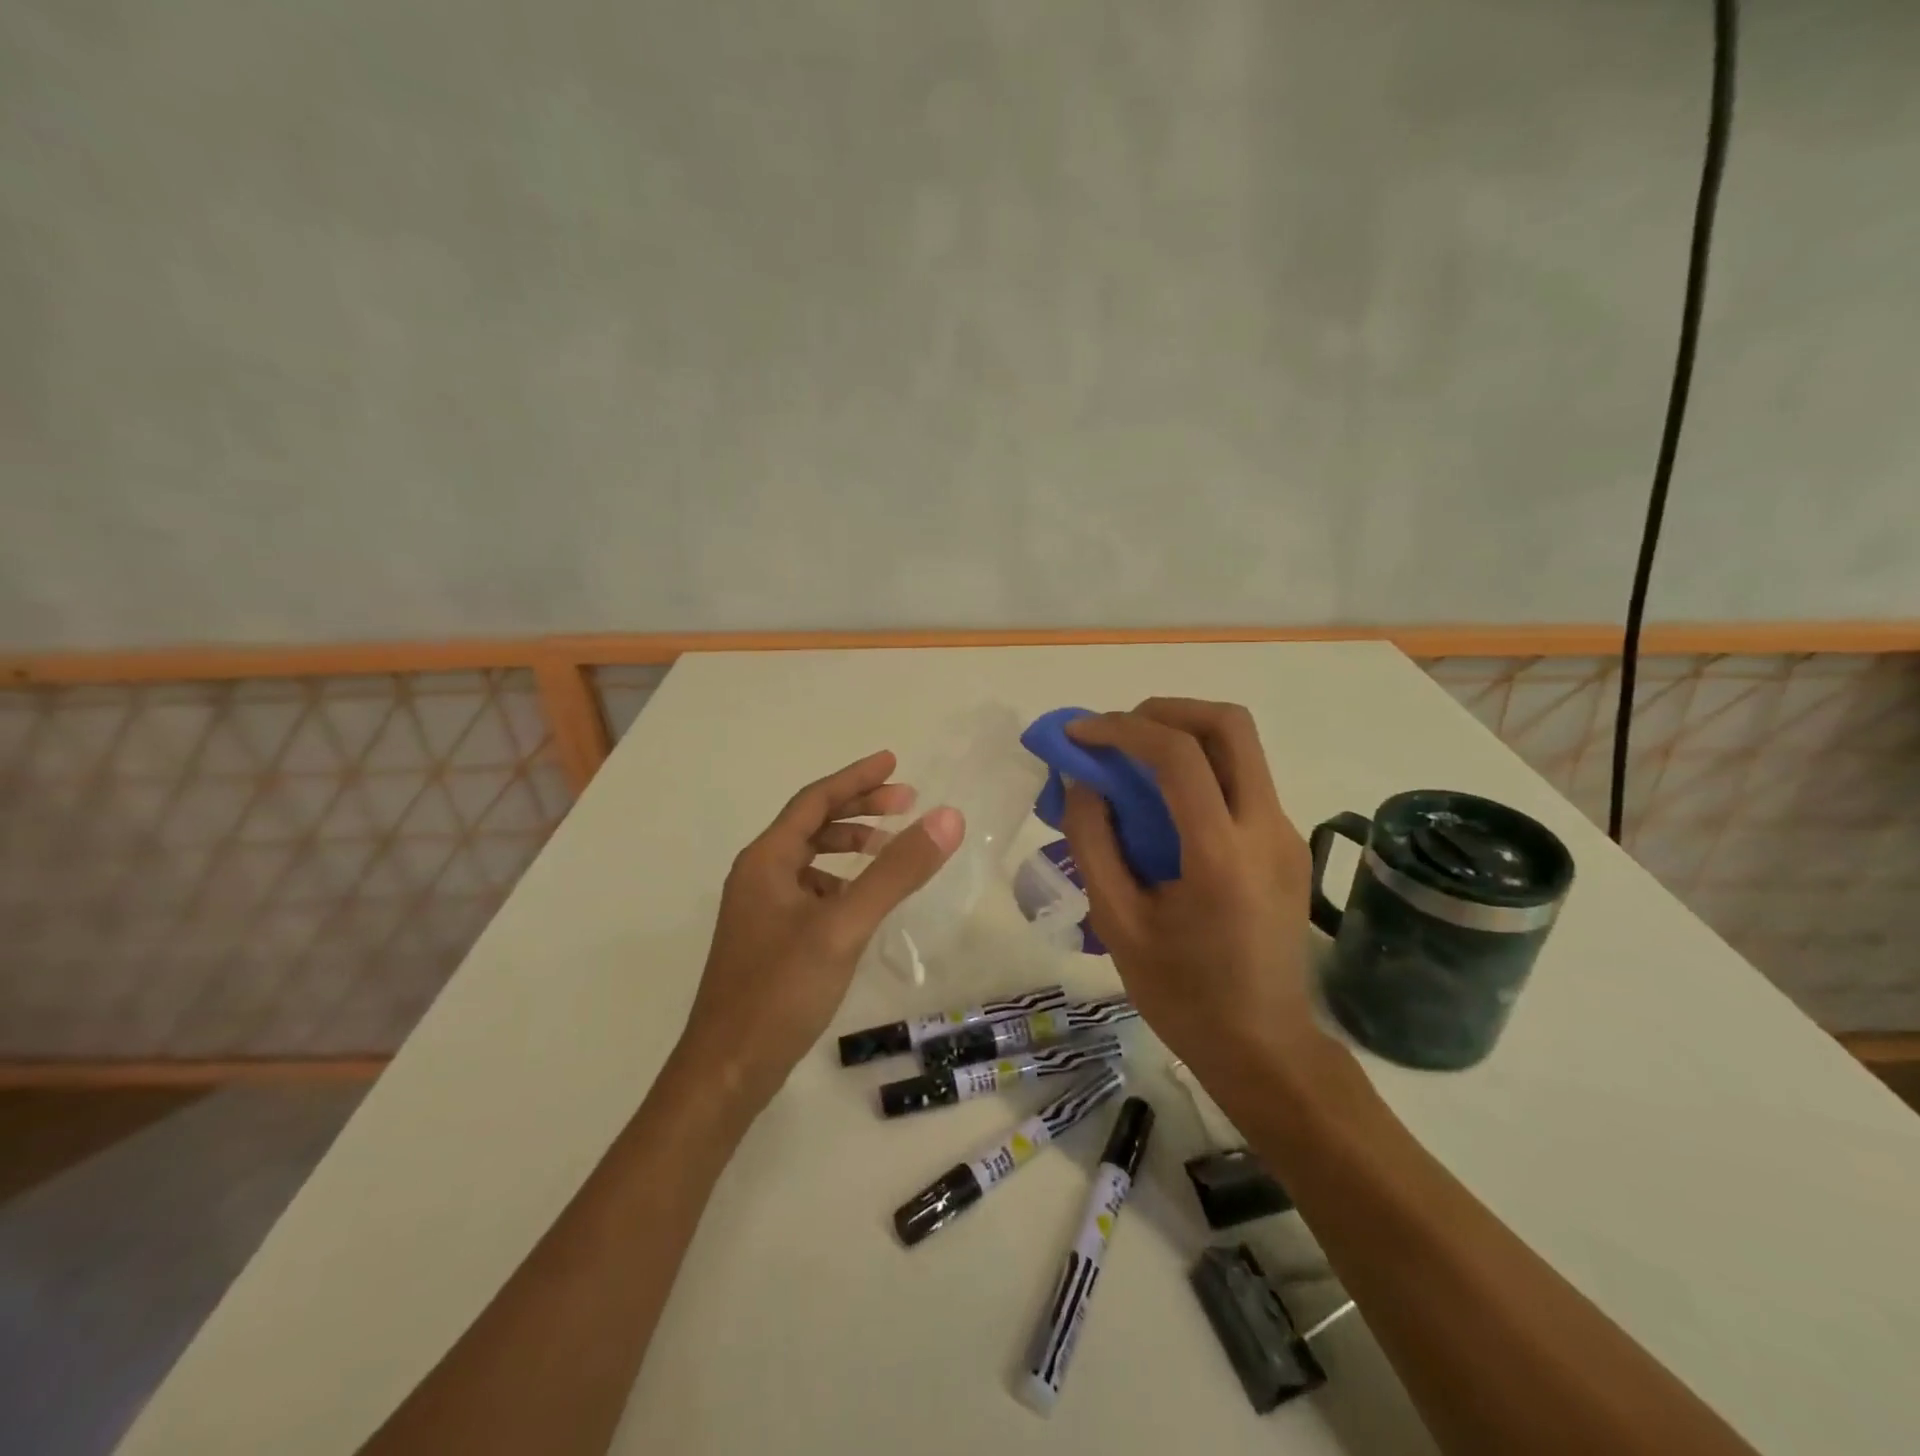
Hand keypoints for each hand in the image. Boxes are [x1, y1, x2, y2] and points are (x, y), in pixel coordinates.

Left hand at [681, 750, 963, 1110]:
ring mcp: (761, 910)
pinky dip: (841, 882)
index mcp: (766, 860)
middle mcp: (759, 876)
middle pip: (812, 824)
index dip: (856, 778)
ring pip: (811, 860)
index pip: (815, 801)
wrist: (726, 1072)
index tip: (894, 762)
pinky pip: (811, 891)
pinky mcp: (770, 940)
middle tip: (907, 802)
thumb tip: (946, 817)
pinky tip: (864, 901)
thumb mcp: (843, 926)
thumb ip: (895, 871)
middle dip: (859, 808)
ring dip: (850, 845)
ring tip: (890, 847)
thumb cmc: (780, 991)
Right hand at [1059, 699, 1328, 1079]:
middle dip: (1166, 711)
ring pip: (1241, 748)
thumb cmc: (1183, 995)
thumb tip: (1081, 782)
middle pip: (1229, 725)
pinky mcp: (1287, 845)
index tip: (1079, 734)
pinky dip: (1199, 769)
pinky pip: (1243, 781)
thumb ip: (1093, 843)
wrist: (1265, 1049)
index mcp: (1221, 854)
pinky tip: (1162, 804)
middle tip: (1117, 730)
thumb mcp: (1118, 923)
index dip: (1121, 729)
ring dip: (1183, 736)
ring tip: (1131, 762)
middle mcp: (1266, 829)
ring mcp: (1285, 834)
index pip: (1178, 755)